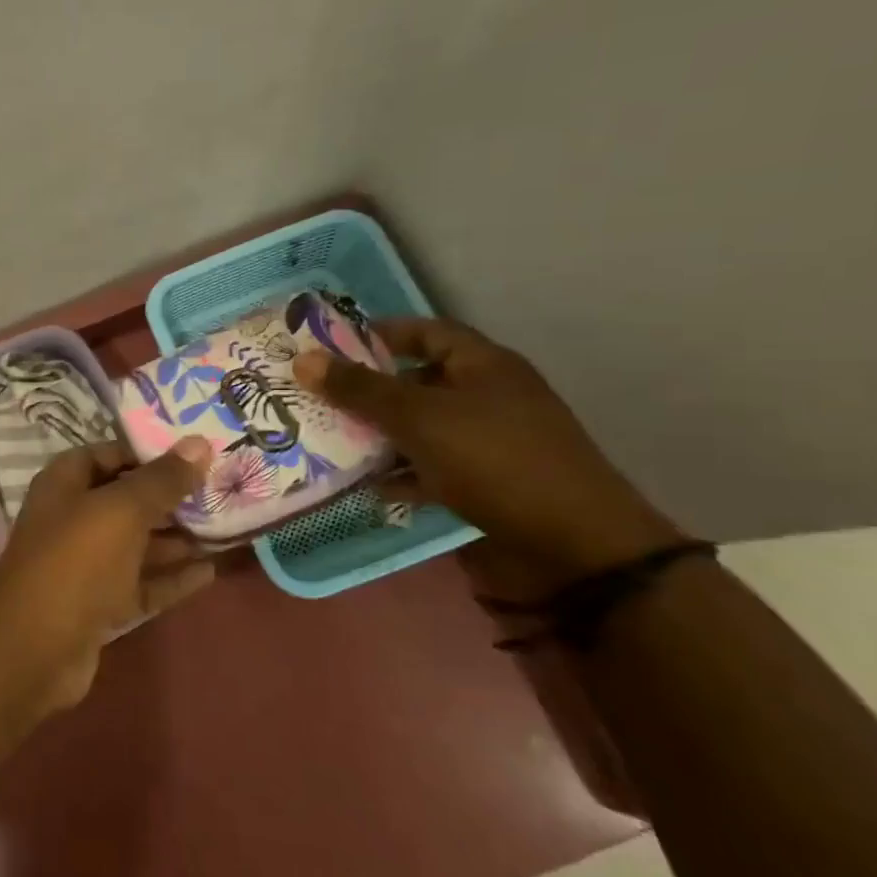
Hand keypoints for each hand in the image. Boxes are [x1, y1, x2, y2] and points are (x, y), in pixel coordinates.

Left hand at [0, 439, 215, 711]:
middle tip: (224, 490)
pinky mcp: (100, 605)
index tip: (197, 453)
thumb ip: (162, 479)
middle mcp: (73, 519)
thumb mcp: (122, 510)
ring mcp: (86, 565)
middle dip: (172, 497)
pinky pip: (142, 583)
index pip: (109, 454)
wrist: (34, 648)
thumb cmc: (76, 561)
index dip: (149, 452)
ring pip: (138, 544)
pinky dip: (172, 577)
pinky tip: (211, 571)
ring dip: (178, 538)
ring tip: (228, 528)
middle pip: (127, 500)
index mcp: (65, 484)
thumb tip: (199, 443)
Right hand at [292, 317, 683, 599]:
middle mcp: (488, 396)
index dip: (380, 334)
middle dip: (369, 391)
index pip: (426, 332)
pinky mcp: (488, 481)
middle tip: (319, 397)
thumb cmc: (494, 460)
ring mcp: (490, 440)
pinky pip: (433, 467)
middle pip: (418, 381)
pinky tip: (371, 487)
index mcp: (483, 365)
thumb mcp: (419, 418)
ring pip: (422, 427)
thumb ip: (360, 390)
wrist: (572, 545)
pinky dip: (403, 474)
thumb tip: (304, 360)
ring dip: (380, 435)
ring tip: (331, 442)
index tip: (332, 346)